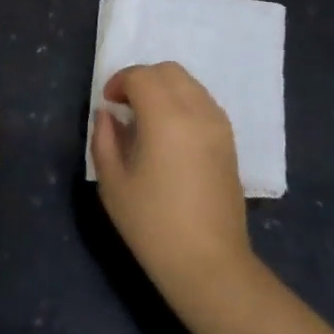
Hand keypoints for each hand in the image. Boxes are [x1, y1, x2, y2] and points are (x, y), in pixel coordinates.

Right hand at [90, 62, 253, 309]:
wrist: (208, 263)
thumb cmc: (153, 226)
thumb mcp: (113, 184)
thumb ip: (104, 139)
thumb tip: (107, 114)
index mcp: (166, 118)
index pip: (141, 76)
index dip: (119, 82)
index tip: (108, 104)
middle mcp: (197, 111)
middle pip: (169, 71)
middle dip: (142, 79)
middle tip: (124, 106)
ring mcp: (218, 125)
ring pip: (190, 83)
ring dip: (164, 89)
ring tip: (146, 119)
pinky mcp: (230, 141)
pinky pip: (204, 103)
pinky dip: (183, 102)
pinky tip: (170, 133)